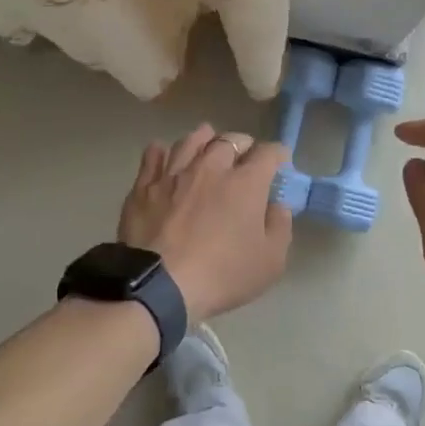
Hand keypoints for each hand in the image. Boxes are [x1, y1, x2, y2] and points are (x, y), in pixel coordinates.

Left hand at [117, 125, 293, 323]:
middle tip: (245, 158)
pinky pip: (153, 156)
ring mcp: (174, 173)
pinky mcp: (144, 186)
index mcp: (245, 182)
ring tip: (208, 146)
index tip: (279, 164)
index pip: (267, 153)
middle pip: (229, 140)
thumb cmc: (222, 274)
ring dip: (205, 139)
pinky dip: (162, 151)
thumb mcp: (270, 261)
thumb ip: (280, 226)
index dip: (277, 155)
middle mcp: (210, 167)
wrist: (160, 285)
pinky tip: (165, 155)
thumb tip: (278, 205)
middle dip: (243, 145)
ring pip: (191, 140)